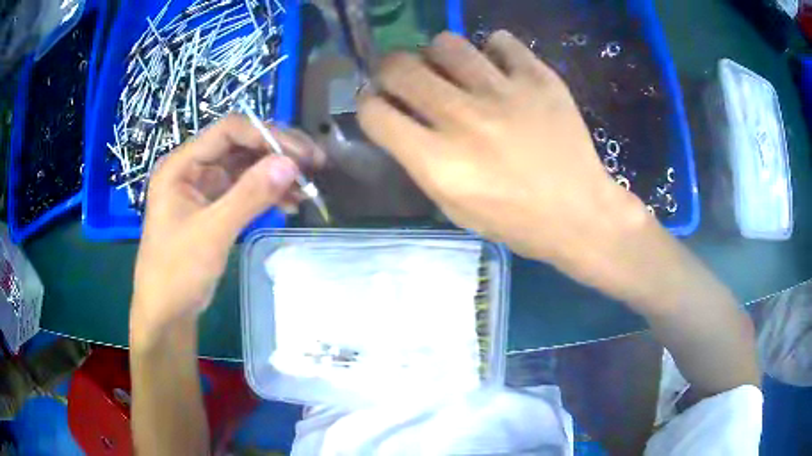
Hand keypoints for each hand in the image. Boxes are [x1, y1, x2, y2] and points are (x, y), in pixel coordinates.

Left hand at [130, 115, 324, 346]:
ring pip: (246, 168)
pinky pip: (245, 190)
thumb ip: (249, 195)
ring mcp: (204, 188)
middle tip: (314, 163)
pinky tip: (290, 202)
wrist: (166, 312)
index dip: (266, 135)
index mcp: (181, 165)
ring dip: (276, 174)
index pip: (228, 132)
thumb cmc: (177, 272)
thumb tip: (291, 164)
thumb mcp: (212, 232)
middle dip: (277, 152)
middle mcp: (193, 169)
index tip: (300, 153)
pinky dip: (268, 193)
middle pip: (240, 146)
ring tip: (308, 186)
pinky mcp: (214, 207)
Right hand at [358, 31, 649, 289]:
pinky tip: (498, 69)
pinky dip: (492, 50)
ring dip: (438, 55)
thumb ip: (420, 161)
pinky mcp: (538, 78)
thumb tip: (401, 118)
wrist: (579, 212)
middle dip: (391, 70)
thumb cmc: (515, 220)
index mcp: (438, 162)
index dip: (369, 104)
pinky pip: (500, 40)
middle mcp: (463, 119)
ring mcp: (503, 93)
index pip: (375, 112)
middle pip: (400, 66)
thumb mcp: (454, 207)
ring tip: (453, 70)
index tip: (380, 104)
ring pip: (446, 43)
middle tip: (406, 78)